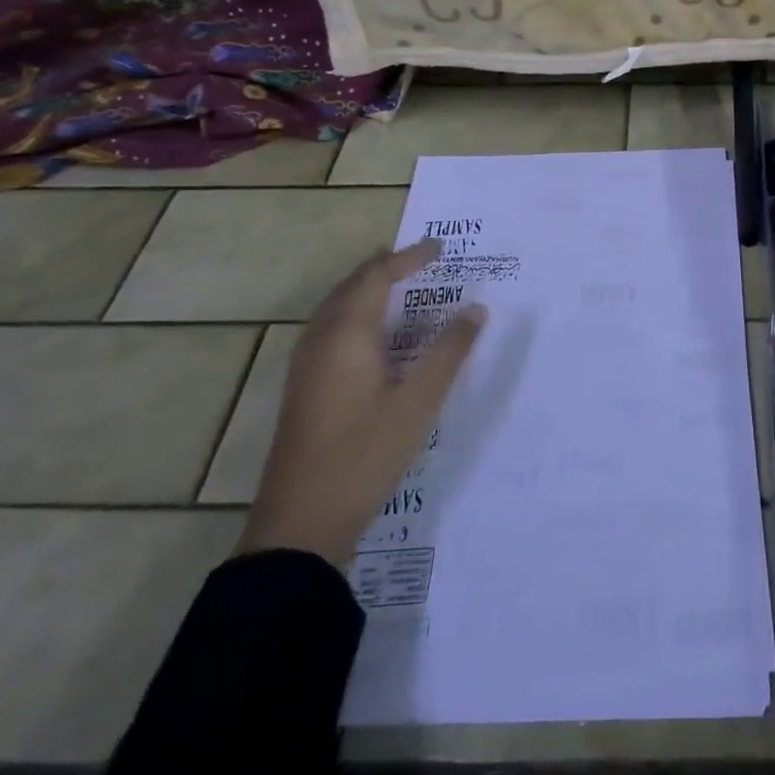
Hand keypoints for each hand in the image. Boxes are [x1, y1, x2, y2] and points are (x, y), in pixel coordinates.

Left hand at [238, 239, 485, 566]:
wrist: (299, 525)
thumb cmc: (364, 455)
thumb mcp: (418, 402)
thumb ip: (449, 351)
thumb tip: (475, 309)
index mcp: (346, 334)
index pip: (377, 276)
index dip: (408, 258)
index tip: (439, 248)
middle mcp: (320, 340)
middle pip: (352, 286)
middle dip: (386, 268)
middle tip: (422, 262)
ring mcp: (306, 365)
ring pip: (337, 308)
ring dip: (370, 291)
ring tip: (404, 289)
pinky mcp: (304, 388)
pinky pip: (332, 330)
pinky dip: (359, 315)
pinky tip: (379, 339)